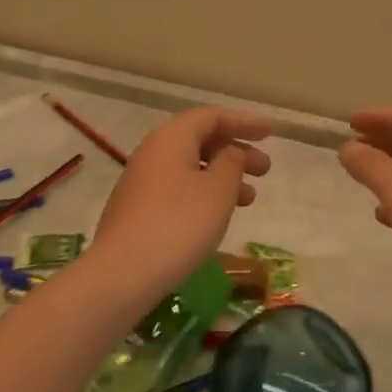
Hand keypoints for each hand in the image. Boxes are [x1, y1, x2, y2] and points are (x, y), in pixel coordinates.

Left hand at [90, 106, 272, 298]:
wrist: (121, 274)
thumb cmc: (178, 224)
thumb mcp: (217, 190)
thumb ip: (232, 163)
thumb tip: (230, 152)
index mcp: (172, 137)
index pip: (212, 116)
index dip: (243, 122)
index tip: (270, 134)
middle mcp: (153, 151)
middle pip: (200, 140)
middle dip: (236, 151)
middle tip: (265, 169)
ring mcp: (142, 180)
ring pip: (190, 166)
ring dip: (223, 176)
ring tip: (250, 199)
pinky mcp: (137, 208)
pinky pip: (178, 188)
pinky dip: (204, 193)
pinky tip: (217, 217)